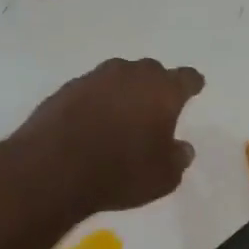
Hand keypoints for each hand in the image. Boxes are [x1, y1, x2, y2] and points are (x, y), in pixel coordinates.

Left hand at [13, 57, 204, 217]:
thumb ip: (178, 158)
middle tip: (156, 107)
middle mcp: (130, 75)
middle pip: (151, 72)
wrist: (53, 169)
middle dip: (156, 86)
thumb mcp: (163, 177)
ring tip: (122, 115)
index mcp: (162, 90)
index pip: (186, 78)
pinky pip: (91, 90)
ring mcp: (95, 78)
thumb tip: (181, 148)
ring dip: (123, 91)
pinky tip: (92, 122)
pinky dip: (96, 102)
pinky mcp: (66, 89)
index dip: (192, 84)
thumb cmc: (120, 172)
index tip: (194, 88)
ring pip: (118, 77)